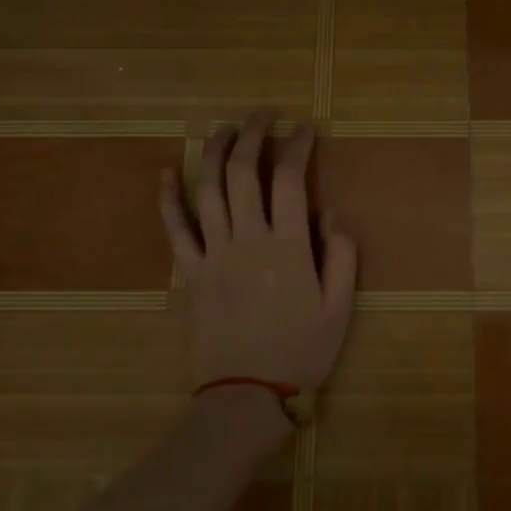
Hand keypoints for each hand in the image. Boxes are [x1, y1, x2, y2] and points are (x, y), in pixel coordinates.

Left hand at [159, 109, 357, 390]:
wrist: (245, 396)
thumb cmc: (300, 351)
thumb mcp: (340, 307)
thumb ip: (342, 255)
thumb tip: (331, 213)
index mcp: (288, 246)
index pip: (291, 179)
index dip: (298, 146)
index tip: (306, 128)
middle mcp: (248, 238)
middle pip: (244, 171)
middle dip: (253, 133)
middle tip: (264, 113)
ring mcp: (213, 253)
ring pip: (208, 189)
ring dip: (215, 151)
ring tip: (225, 127)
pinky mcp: (189, 271)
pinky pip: (175, 227)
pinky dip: (169, 197)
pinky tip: (168, 171)